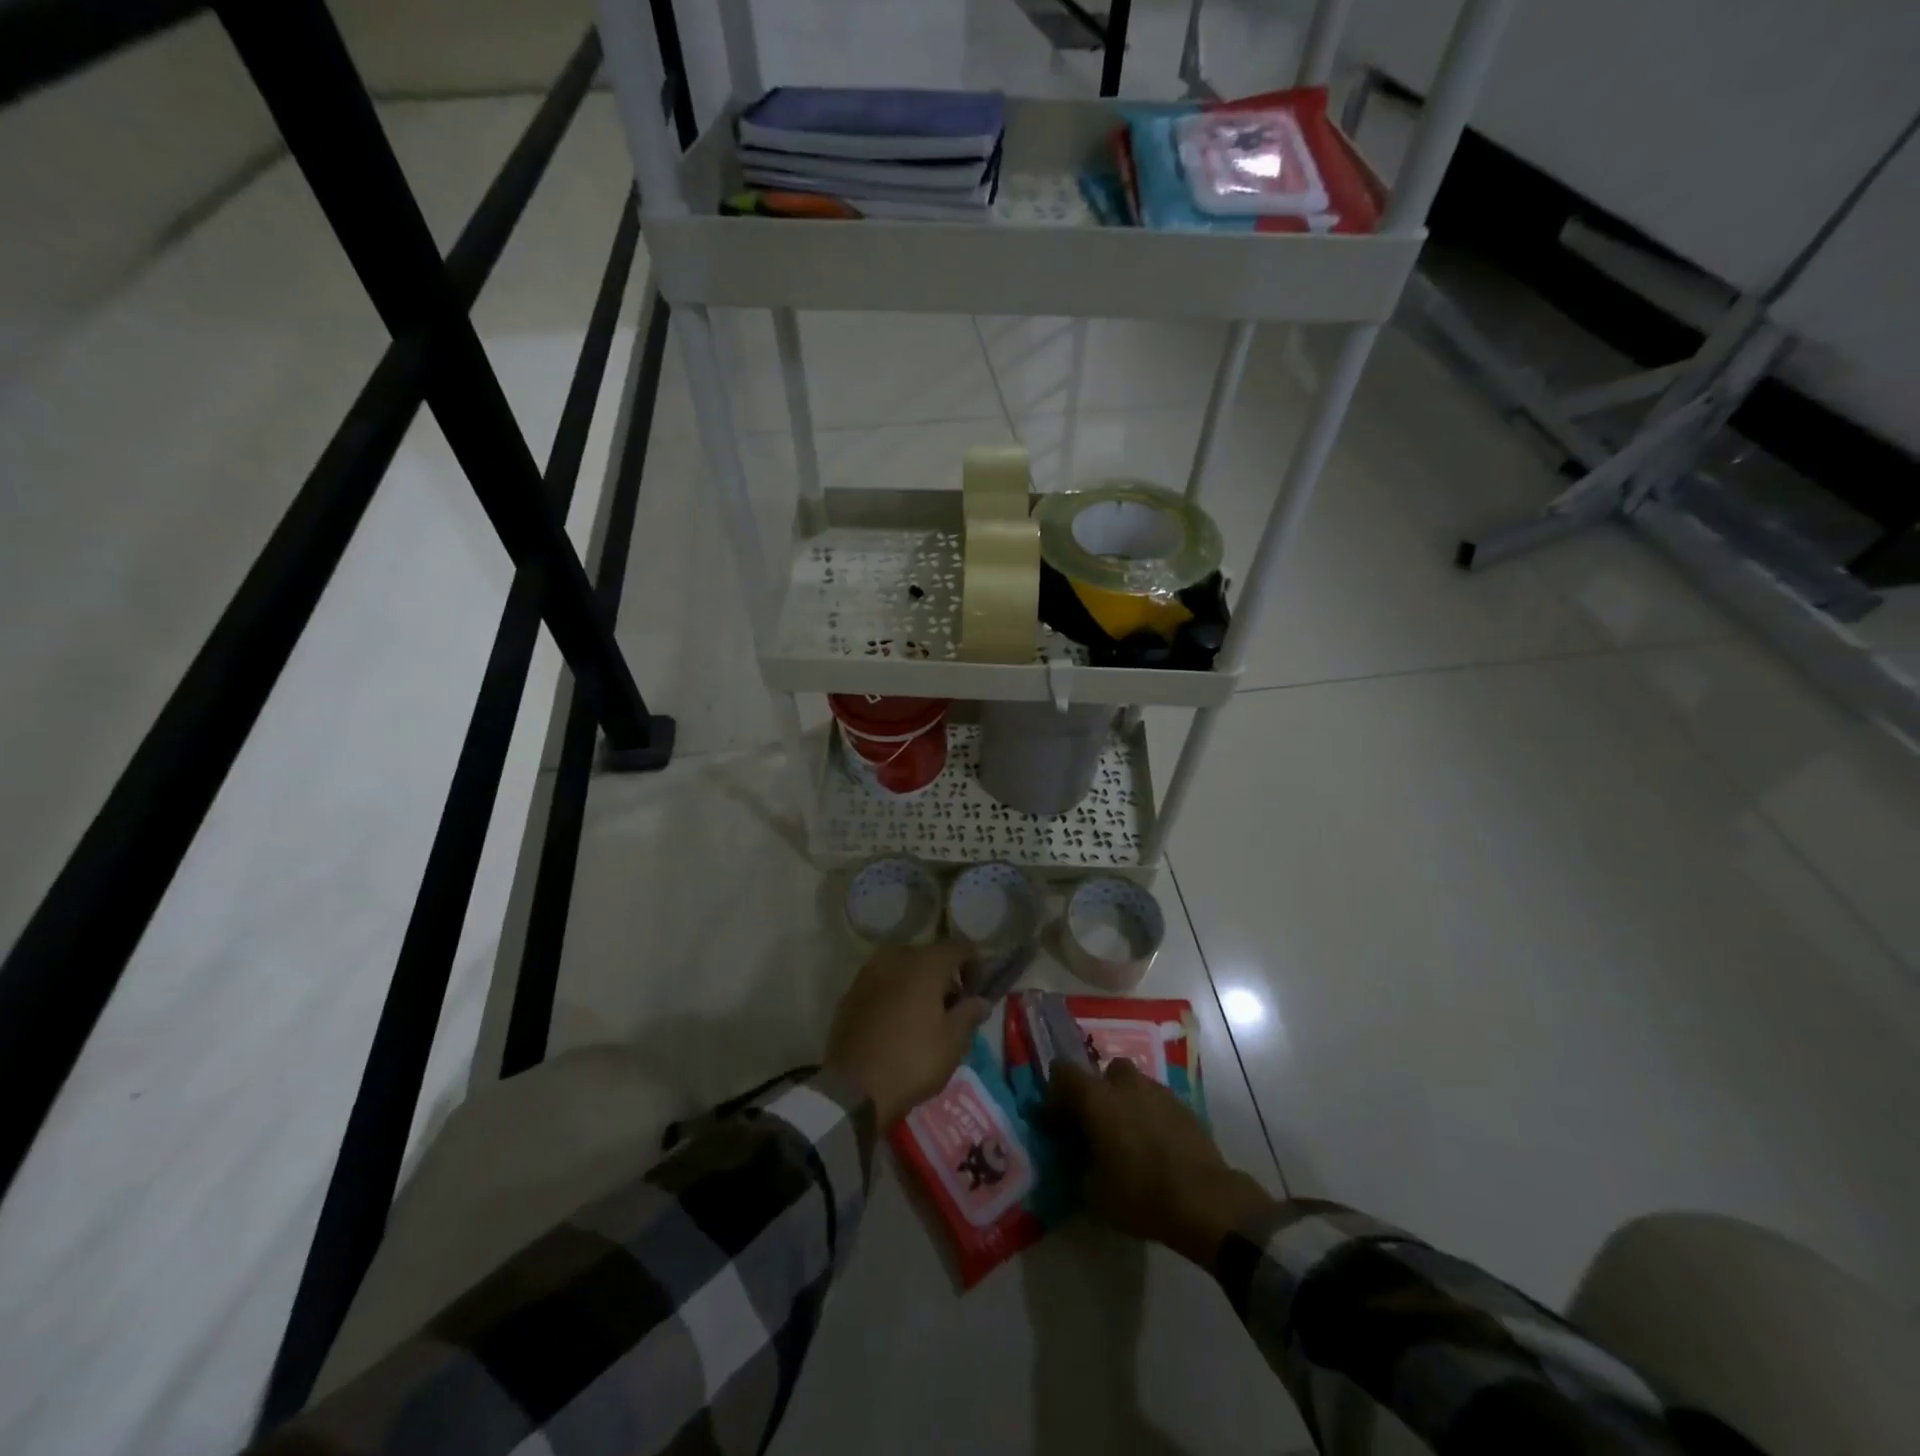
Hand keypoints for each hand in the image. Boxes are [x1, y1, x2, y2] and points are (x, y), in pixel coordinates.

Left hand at [825, 943, 991, 1125]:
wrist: (852, 1087)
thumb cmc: (912, 1060)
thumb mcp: (953, 1042)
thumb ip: (970, 1014)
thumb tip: (981, 1001)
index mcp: (925, 962)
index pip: (959, 947)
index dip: (975, 965)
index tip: (977, 993)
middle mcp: (895, 957)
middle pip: (929, 957)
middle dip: (944, 978)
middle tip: (951, 1010)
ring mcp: (868, 973)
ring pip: (903, 969)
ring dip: (918, 985)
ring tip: (924, 1018)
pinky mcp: (850, 993)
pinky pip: (882, 984)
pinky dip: (895, 995)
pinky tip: (897, 1024)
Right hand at [1048, 1058, 1272, 1267]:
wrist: (1205, 1201)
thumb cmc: (1140, 1195)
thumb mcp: (1093, 1192)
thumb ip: (1079, 1163)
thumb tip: (1081, 1156)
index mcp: (1096, 1098)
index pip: (1062, 1071)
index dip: (1057, 1093)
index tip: (1059, 1120)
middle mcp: (1124, 1084)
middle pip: (1104, 1073)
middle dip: (1099, 1094)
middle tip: (1099, 1127)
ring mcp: (1157, 1091)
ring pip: (1133, 1085)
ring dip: (1127, 1103)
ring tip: (1131, 1138)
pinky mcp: (1184, 1105)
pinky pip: (1157, 1102)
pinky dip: (1151, 1116)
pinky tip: (1157, 1146)